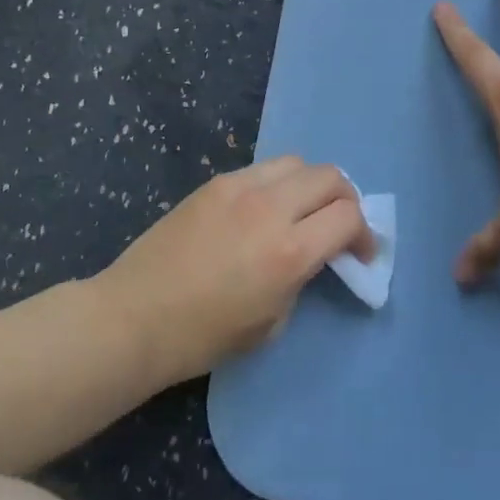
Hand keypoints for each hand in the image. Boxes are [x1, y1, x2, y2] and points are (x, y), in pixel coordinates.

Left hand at [94, 158, 375, 385]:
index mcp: (288, 251)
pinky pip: (261, 169)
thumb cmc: (203, 337)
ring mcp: (239, 188)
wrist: (134, 317)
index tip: (360, 254)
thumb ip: (300, 278)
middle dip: (346, 199)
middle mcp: (269, 208)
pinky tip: (264, 209)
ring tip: (303, 211)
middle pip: (329, 177)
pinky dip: (277, 183)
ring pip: (296, 162)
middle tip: (340, 226)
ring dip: (311, 184)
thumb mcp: (271, 322)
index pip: (349, 216)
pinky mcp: (214, 183)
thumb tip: (310, 255)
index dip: (364, 234)